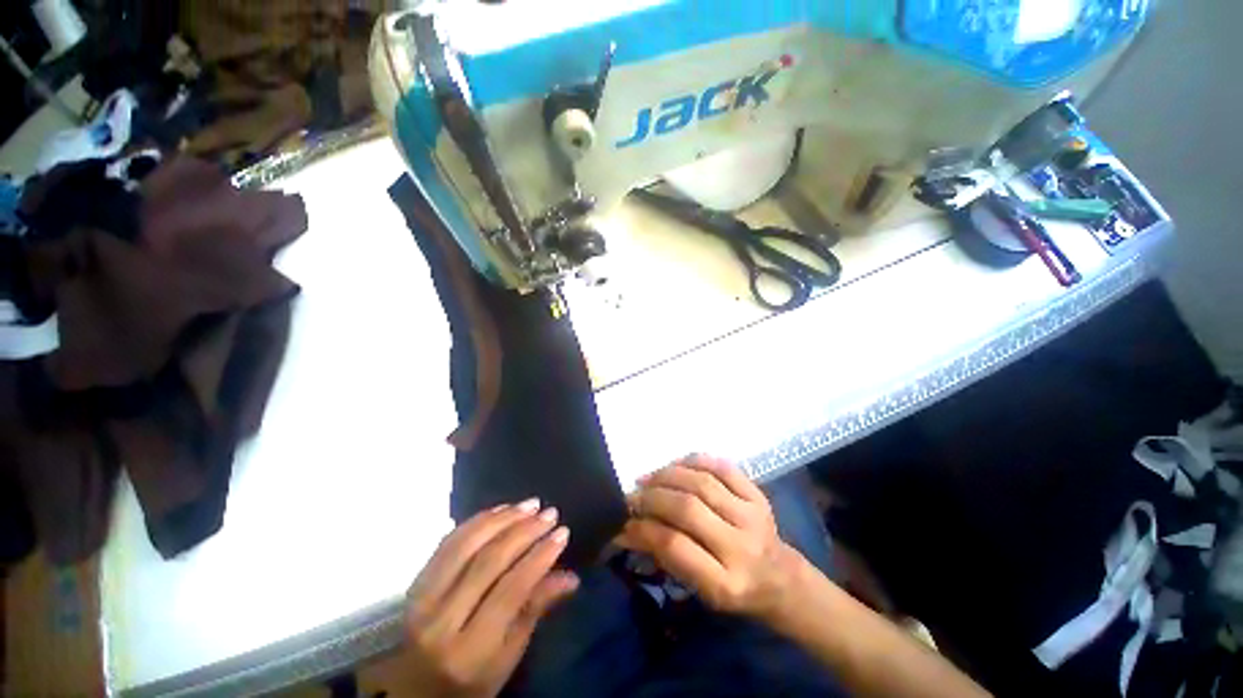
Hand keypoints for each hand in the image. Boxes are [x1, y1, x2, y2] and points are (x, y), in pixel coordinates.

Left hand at [403, 500, 578, 697]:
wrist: (414, 690)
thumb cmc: (470, 681)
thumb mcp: (509, 657)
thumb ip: (535, 610)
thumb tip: (571, 577)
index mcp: (468, 651)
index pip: (511, 590)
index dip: (539, 557)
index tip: (562, 533)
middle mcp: (440, 621)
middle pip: (488, 562)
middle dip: (525, 531)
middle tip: (550, 514)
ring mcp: (421, 599)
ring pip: (467, 544)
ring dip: (503, 518)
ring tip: (530, 505)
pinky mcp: (415, 582)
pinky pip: (449, 542)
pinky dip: (478, 521)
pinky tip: (501, 509)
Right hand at [616, 455, 803, 620]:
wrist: (780, 578)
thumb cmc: (733, 589)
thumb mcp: (698, 589)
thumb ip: (664, 557)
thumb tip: (625, 529)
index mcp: (725, 583)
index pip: (675, 547)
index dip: (643, 529)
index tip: (623, 522)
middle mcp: (741, 547)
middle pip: (687, 508)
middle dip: (651, 497)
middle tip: (632, 496)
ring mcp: (753, 516)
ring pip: (701, 483)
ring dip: (667, 475)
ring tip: (648, 478)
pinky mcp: (758, 495)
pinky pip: (722, 467)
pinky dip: (694, 461)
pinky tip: (676, 466)